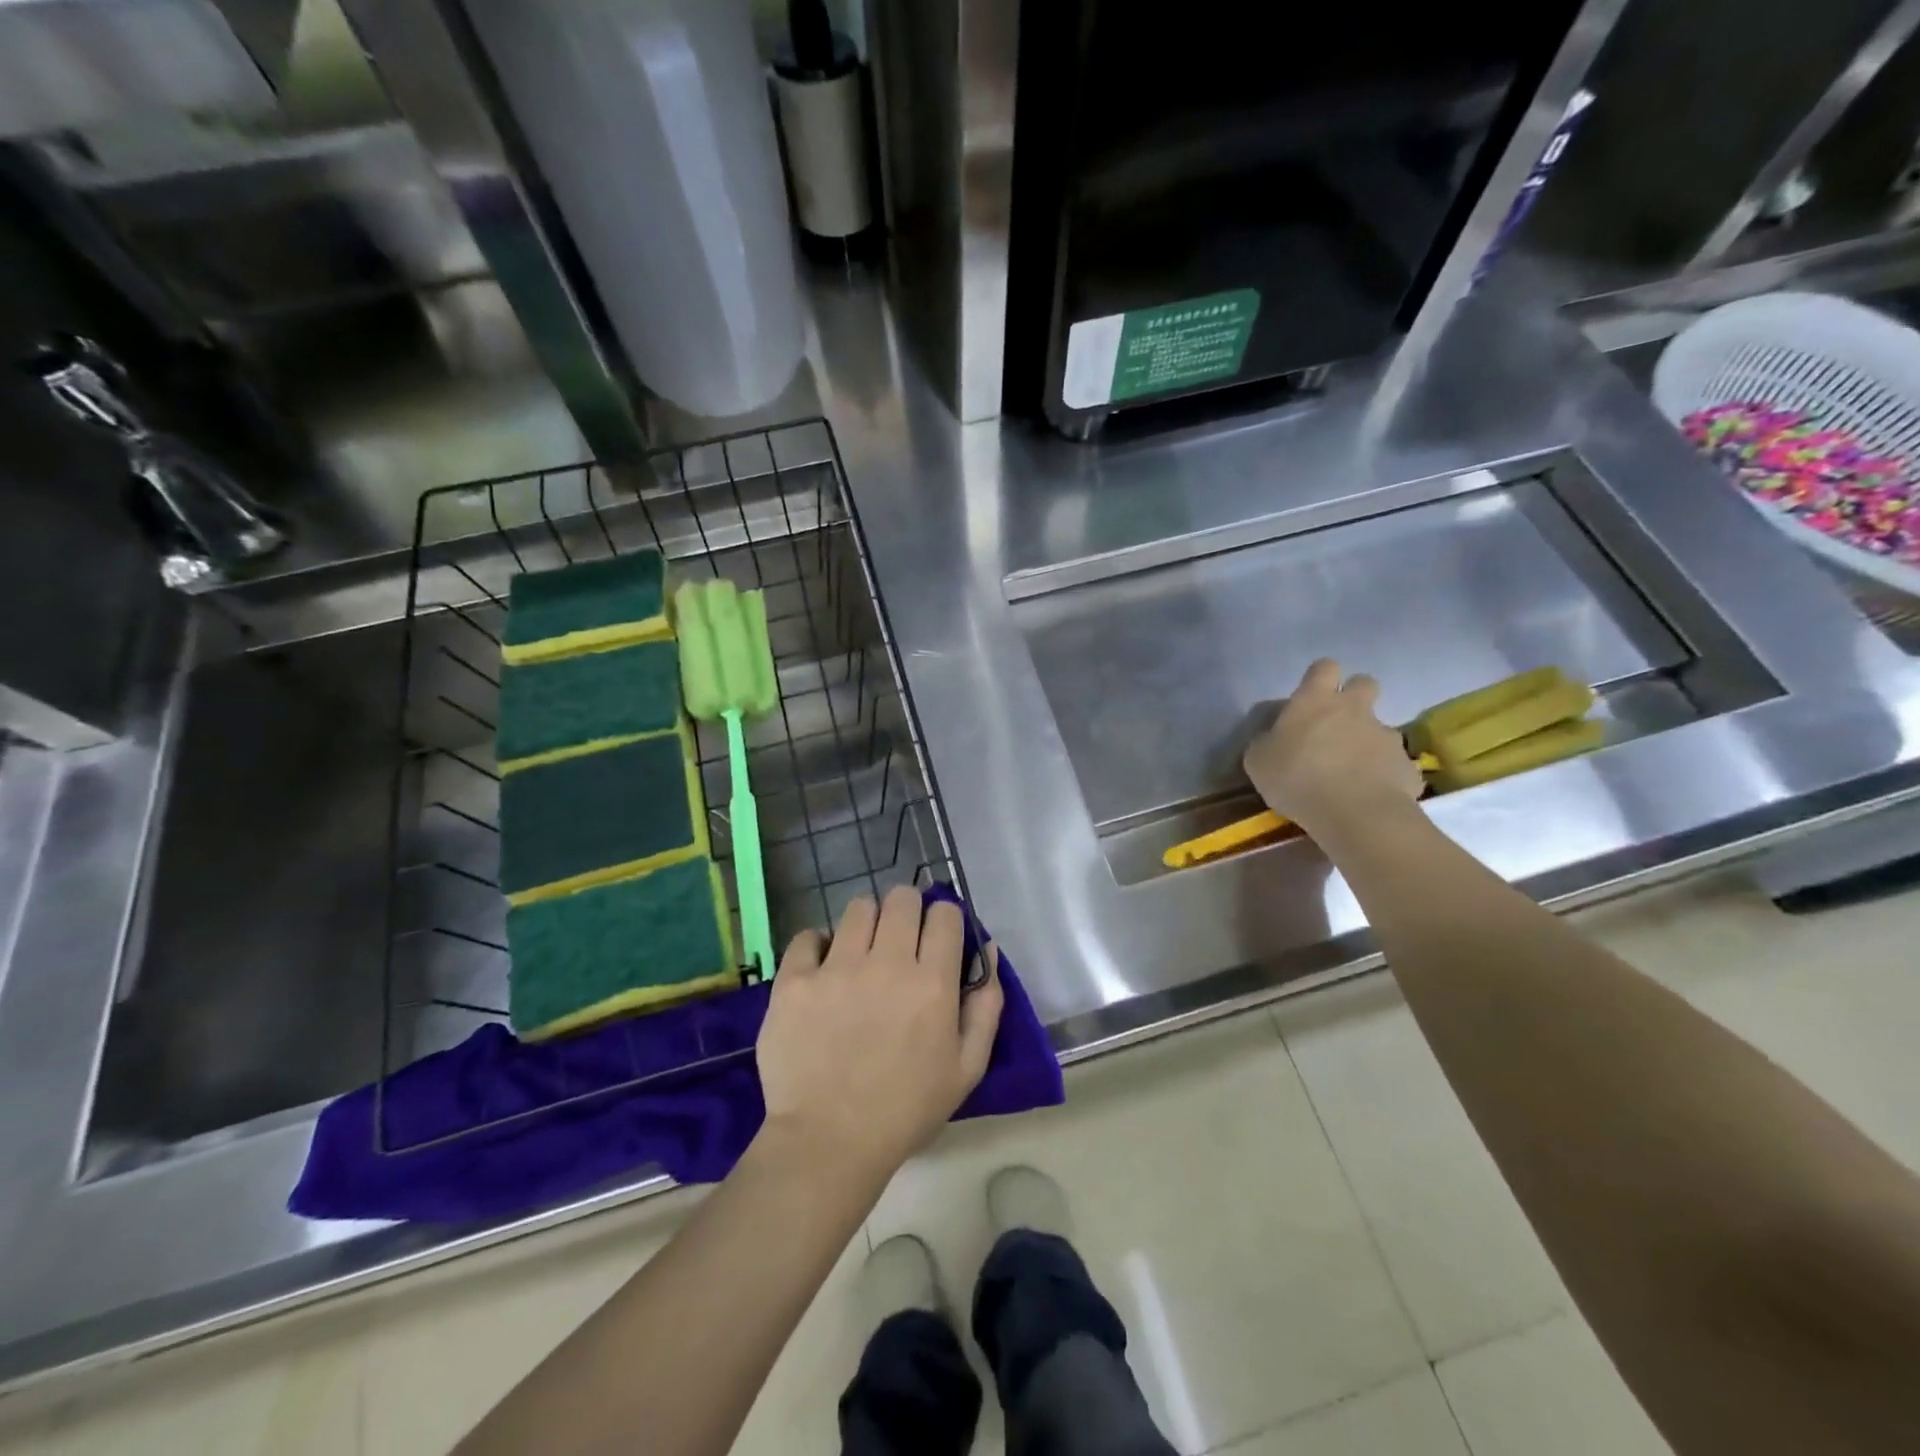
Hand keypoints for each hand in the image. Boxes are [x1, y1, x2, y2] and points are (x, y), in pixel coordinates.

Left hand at [756, 887, 1003, 1181]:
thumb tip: (988, 949)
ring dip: (866, 922)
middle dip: (907, 910)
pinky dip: (818, 945)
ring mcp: (836, 969)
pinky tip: (822, 968)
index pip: (944, 913)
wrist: (828, 1143)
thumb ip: (987, 1005)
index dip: (944, 919)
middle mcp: (886, 964)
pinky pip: (807, 936)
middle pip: (901, 898)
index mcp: (932, 983)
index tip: (936, 938)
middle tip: (900, 939)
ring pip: (857, 908)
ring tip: (861, 951)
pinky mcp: (794, 981)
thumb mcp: (967, 1068)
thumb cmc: (906, 1109)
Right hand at [1243, 658, 1424, 837]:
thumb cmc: (1296, 778)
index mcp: (1315, 700)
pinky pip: (1393, 764)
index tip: (1310, 696)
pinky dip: (1382, 774)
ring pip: (1380, 727)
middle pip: (1364, 683)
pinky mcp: (1406, 765)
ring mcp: (1386, 735)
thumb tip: (1273, 738)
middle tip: (1336, 723)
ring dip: (1367, 741)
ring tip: (1351, 772)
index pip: (1323, 667)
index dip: (1318, 677)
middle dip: (1354, 696)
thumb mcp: (1258, 761)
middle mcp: (1354, 709)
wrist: (1355, 813)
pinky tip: (1368, 796)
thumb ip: (1267, 742)